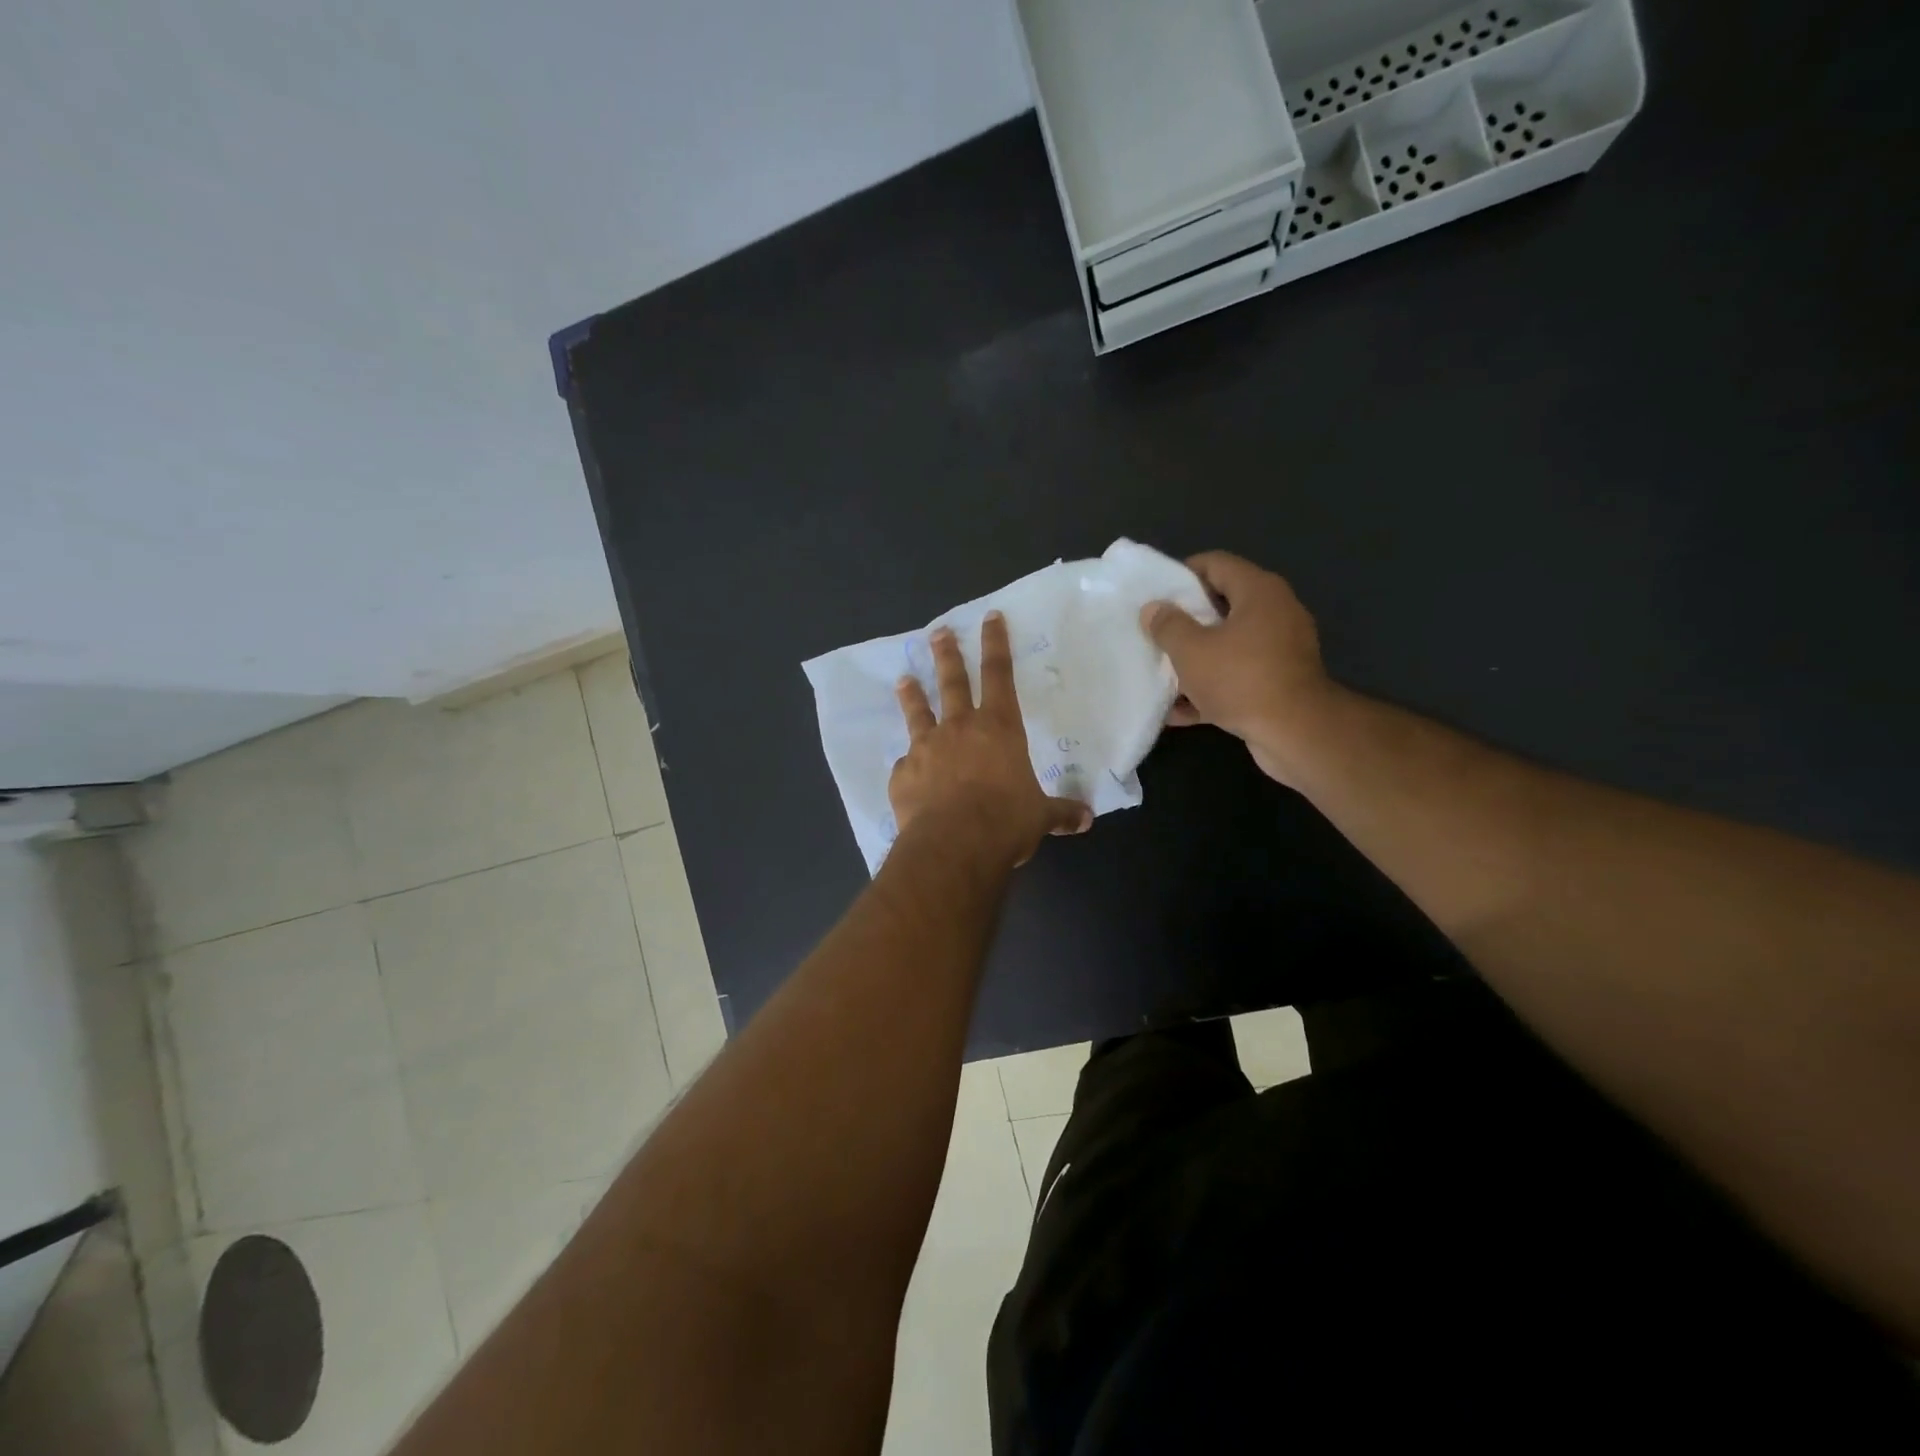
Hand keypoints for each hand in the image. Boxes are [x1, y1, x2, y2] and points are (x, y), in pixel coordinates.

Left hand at [890, 613, 1091, 868]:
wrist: (953, 845)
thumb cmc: (1005, 822)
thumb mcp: (1040, 817)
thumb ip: (1060, 813)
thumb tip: (1086, 819)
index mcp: (999, 728)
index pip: (1000, 674)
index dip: (996, 644)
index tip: (989, 617)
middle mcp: (959, 728)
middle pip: (952, 682)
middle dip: (947, 654)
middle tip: (938, 632)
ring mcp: (926, 748)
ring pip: (918, 712)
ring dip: (913, 694)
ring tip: (904, 679)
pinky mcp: (903, 774)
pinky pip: (905, 764)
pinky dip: (908, 763)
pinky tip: (905, 768)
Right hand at [1139, 552, 1338, 786]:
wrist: (1296, 733)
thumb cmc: (1241, 679)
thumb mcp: (1191, 650)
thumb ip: (1168, 626)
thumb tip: (1154, 609)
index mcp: (1259, 591)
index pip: (1216, 563)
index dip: (1182, 574)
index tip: (1155, 595)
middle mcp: (1276, 612)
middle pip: (1222, 604)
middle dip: (1186, 620)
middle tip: (1155, 633)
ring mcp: (1281, 649)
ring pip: (1228, 644)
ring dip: (1196, 658)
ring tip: (1162, 671)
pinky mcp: (1279, 682)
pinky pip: (1237, 676)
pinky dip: (1211, 688)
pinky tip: (1179, 710)